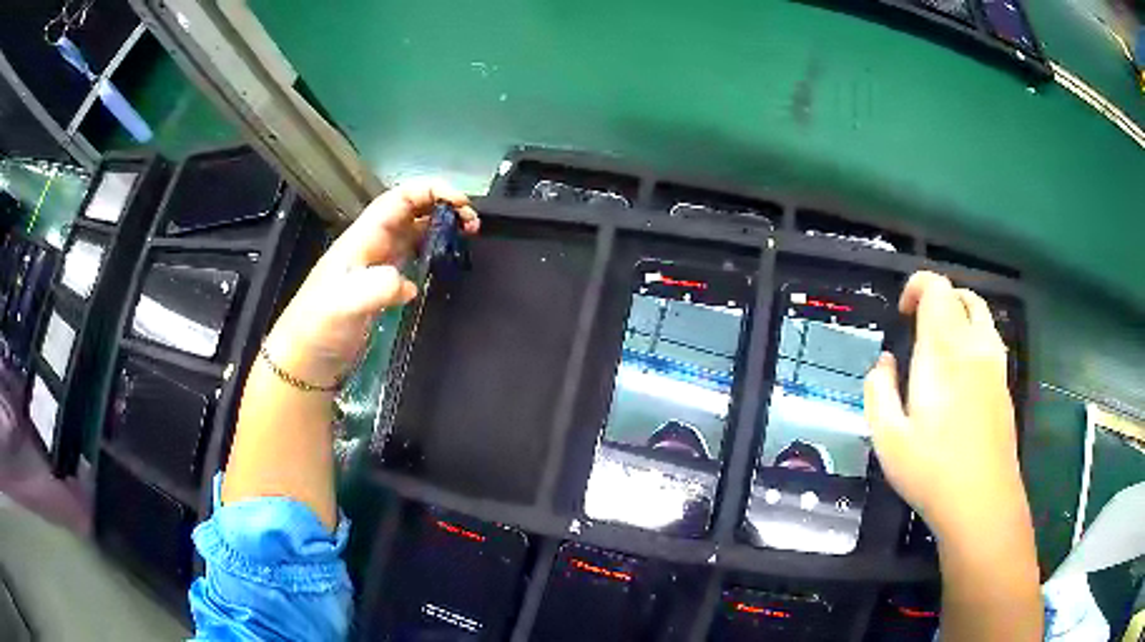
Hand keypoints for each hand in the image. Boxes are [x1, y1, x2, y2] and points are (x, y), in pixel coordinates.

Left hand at [265, 180, 478, 387]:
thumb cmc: (319, 326)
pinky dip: (432, 252)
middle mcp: (373, 243)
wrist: (306, 358)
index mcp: (364, 237)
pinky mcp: (382, 286)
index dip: (431, 191)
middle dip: (443, 205)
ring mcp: (377, 264)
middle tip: (472, 224)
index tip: (462, 204)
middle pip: (411, 209)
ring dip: (441, 227)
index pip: (400, 198)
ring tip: (467, 236)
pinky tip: (444, 264)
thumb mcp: (344, 304)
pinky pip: (412, 257)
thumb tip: (408, 283)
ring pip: (414, 231)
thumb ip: (374, 287)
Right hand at [864, 272, 1023, 539]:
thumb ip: (879, 392)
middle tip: (916, 326)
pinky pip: (990, 338)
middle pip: (961, 295)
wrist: (982, 502)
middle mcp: (974, 347)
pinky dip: (973, 335)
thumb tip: (883, 363)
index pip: (937, 289)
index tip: (902, 312)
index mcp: (943, 352)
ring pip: (981, 313)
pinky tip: (961, 371)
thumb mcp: (888, 439)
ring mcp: (994, 364)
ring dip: (959, 313)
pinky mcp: (1005, 384)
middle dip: (936, 299)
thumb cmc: (931, 472)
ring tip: (940, 342)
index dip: (917, 286)